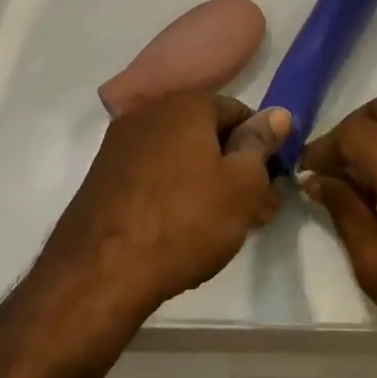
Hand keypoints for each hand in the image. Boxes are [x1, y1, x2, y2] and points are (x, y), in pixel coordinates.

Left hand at [35, 94, 290, 328]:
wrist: (99, 274)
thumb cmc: (185, 221)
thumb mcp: (242, 185)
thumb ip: (261, 144)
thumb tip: (276, 114)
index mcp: (186, 104)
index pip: (238, 111)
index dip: (261, 146)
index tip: (270, 183)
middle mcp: (149, 112)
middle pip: (207, 134)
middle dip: (235, 168)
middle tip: (255, 211)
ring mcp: (120, 144)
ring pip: (180, 157)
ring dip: (207, 183)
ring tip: (224, 227)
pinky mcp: (102, 177)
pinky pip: (153, 175)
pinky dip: (174, 193)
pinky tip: (184, 229)